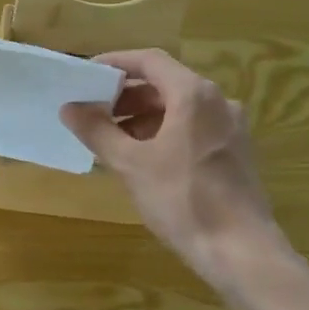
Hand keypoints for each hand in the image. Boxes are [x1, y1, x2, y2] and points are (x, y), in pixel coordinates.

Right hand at [60, 49, 280, 282]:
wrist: (239, 248)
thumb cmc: (182, 199)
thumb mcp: (131, 164)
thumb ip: (97, 131)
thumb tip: (70, 108)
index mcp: (194, 95)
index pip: (150, 61)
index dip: (115, 63)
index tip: (85, 77)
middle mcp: (218, 102)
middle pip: (165, 84)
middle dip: (126, 95)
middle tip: (92, 112)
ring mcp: (230, 127)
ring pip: (179, 109)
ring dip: (142, 116)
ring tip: (110, 139)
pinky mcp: (234, 152)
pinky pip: (192, 129)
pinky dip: (163, 133)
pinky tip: (141, 159)